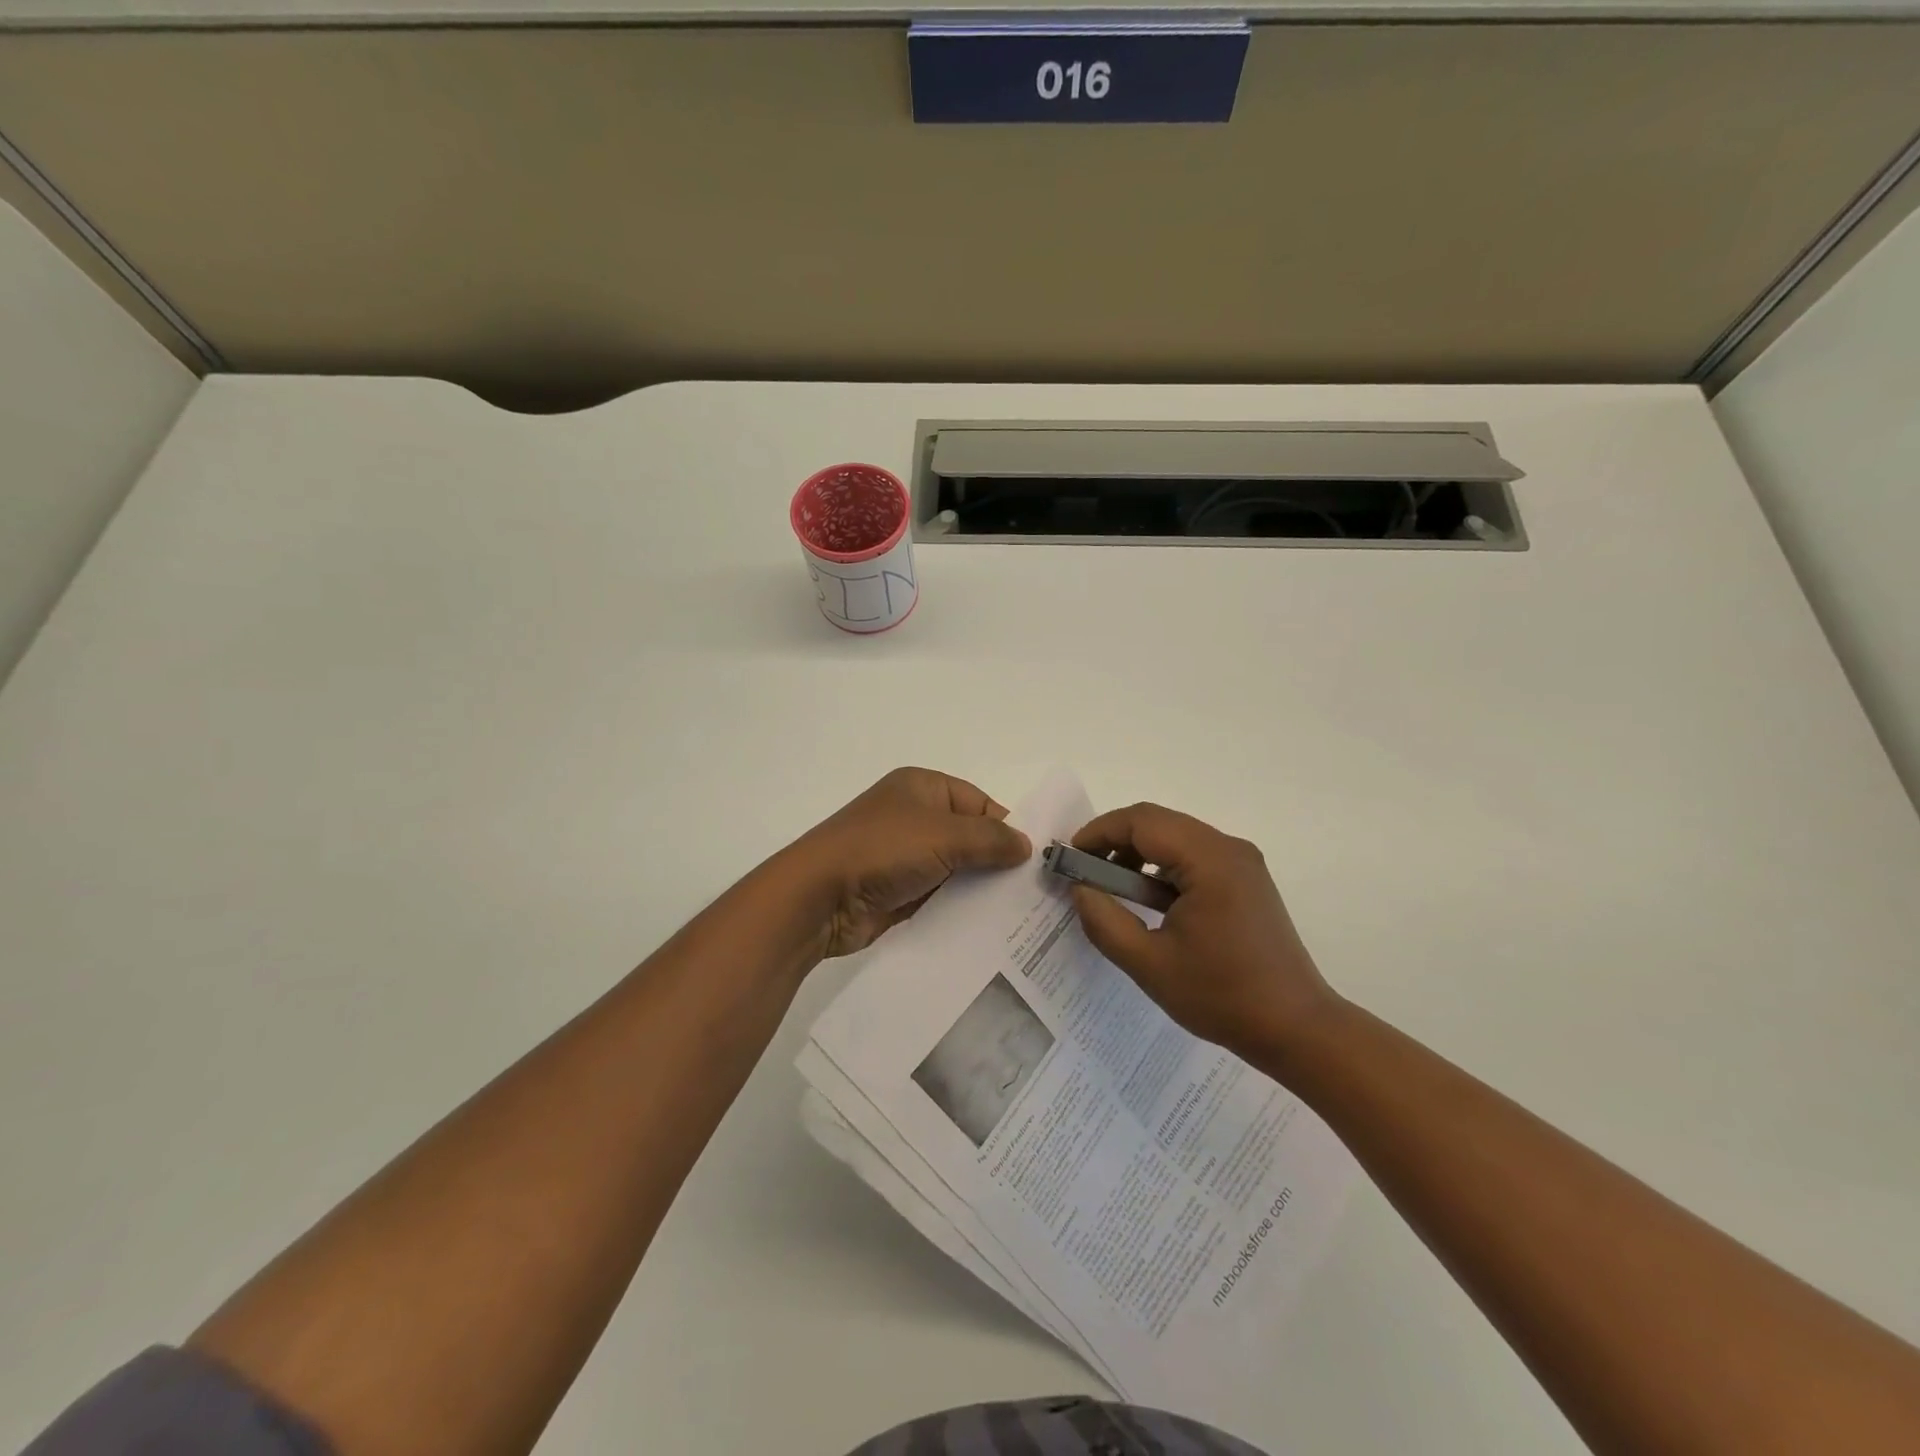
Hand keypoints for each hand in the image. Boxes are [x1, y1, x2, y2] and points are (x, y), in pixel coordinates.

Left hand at [789, 768, 1031, 958]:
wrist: (819, 896)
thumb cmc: (883, 849)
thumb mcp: (944, 836)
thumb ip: (990, 839)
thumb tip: (1027, 846)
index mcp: (923, 787)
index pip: (979, 803)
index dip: (1006, 828)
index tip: (1034, 860)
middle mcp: (915, 817)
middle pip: (969, 837)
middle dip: (997, 862)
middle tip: (1033, 891)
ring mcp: (904, 856)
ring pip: (957, 869)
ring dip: (980, 889)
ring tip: (1020, 915)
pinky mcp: (898, 891)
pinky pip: (939, 896)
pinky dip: (960, 908)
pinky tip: (988, 929)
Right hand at [1069, 803, 1337, 1062]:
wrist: (1296, 1028)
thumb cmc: (1221, 996)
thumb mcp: (1149, 963)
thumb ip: (1104, 920)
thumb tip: (1080, 888)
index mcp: (1209, 860)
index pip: (1141, 821)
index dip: (1099, 832)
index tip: (1070, 858)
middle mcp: (1229, 848)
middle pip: (1158, 822)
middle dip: (1115, 841)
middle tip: (1084, 872)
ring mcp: (1242, 862)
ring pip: (1176, 837)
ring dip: (1138, 853)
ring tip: (1112, 889)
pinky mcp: (1247, 879)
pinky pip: (1194, 856)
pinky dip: (1163, 867)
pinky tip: (1148, 899)